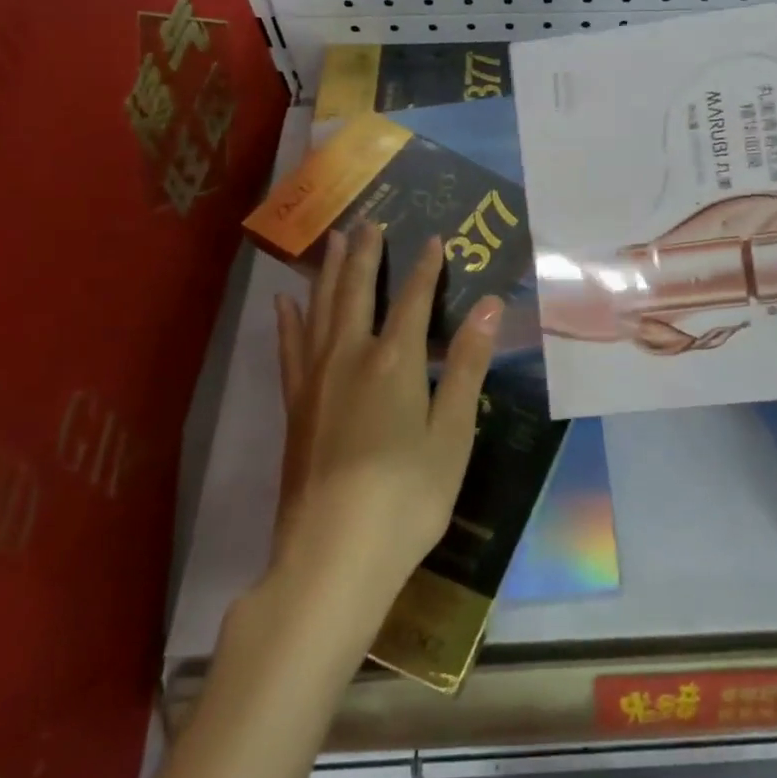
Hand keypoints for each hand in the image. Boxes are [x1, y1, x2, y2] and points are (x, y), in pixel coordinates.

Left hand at [273, 222, 503, 595]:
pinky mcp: (294, 408)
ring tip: (333, 243)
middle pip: (358, 293)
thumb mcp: (452, 432)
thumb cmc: (407, 496)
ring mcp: (315, 382)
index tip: (434, 238)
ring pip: (321, 311)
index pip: (412, 300)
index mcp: (394, 361)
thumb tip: (490, 306)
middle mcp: (350, 358)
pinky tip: (286, 304)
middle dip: (366, 255)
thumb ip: (467, 365)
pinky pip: (290, 350)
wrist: (332, 556)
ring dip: (330, 274)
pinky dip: (290, 322)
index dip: (425, 268)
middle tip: (368, 221)